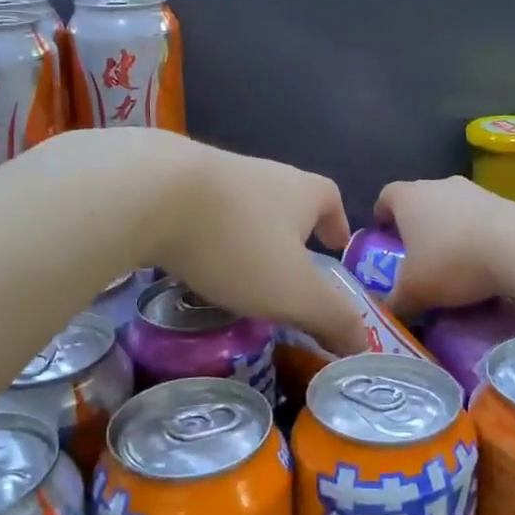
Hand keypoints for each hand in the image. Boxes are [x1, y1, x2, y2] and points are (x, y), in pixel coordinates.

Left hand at [141, 135, 369, 356]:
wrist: (152, 190)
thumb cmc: (238, 241)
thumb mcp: (293, 292)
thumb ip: (330, 318)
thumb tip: (363, 342)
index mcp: (300, 191)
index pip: (329, 199)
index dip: (336, 222)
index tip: (336, 244)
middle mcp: (262, 173)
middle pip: (286, 198)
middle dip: (289, 230)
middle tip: (286, 266)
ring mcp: (215, 173)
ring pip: (241, 204)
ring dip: (245, 231)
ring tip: (237, 268)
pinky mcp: (171, 180)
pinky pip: (199, 208)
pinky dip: (204, 231)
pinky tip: (190, 255)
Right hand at [374, 176, 514, 315]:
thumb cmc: (452, 261)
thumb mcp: (414, 291)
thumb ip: (396, 302)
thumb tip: (388, 311)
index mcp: (408, 197)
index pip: (386, 196)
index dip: (382, 216)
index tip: (385, 237)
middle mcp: (437, 184)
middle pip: (420, 201)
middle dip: (417, 226)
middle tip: (417, 257)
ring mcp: (473, 189)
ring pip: (452, 208)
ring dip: (450, 230)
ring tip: (454, 263)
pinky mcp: (503, 200)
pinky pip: (480, 218)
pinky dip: (477, 235)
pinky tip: (484, 263)